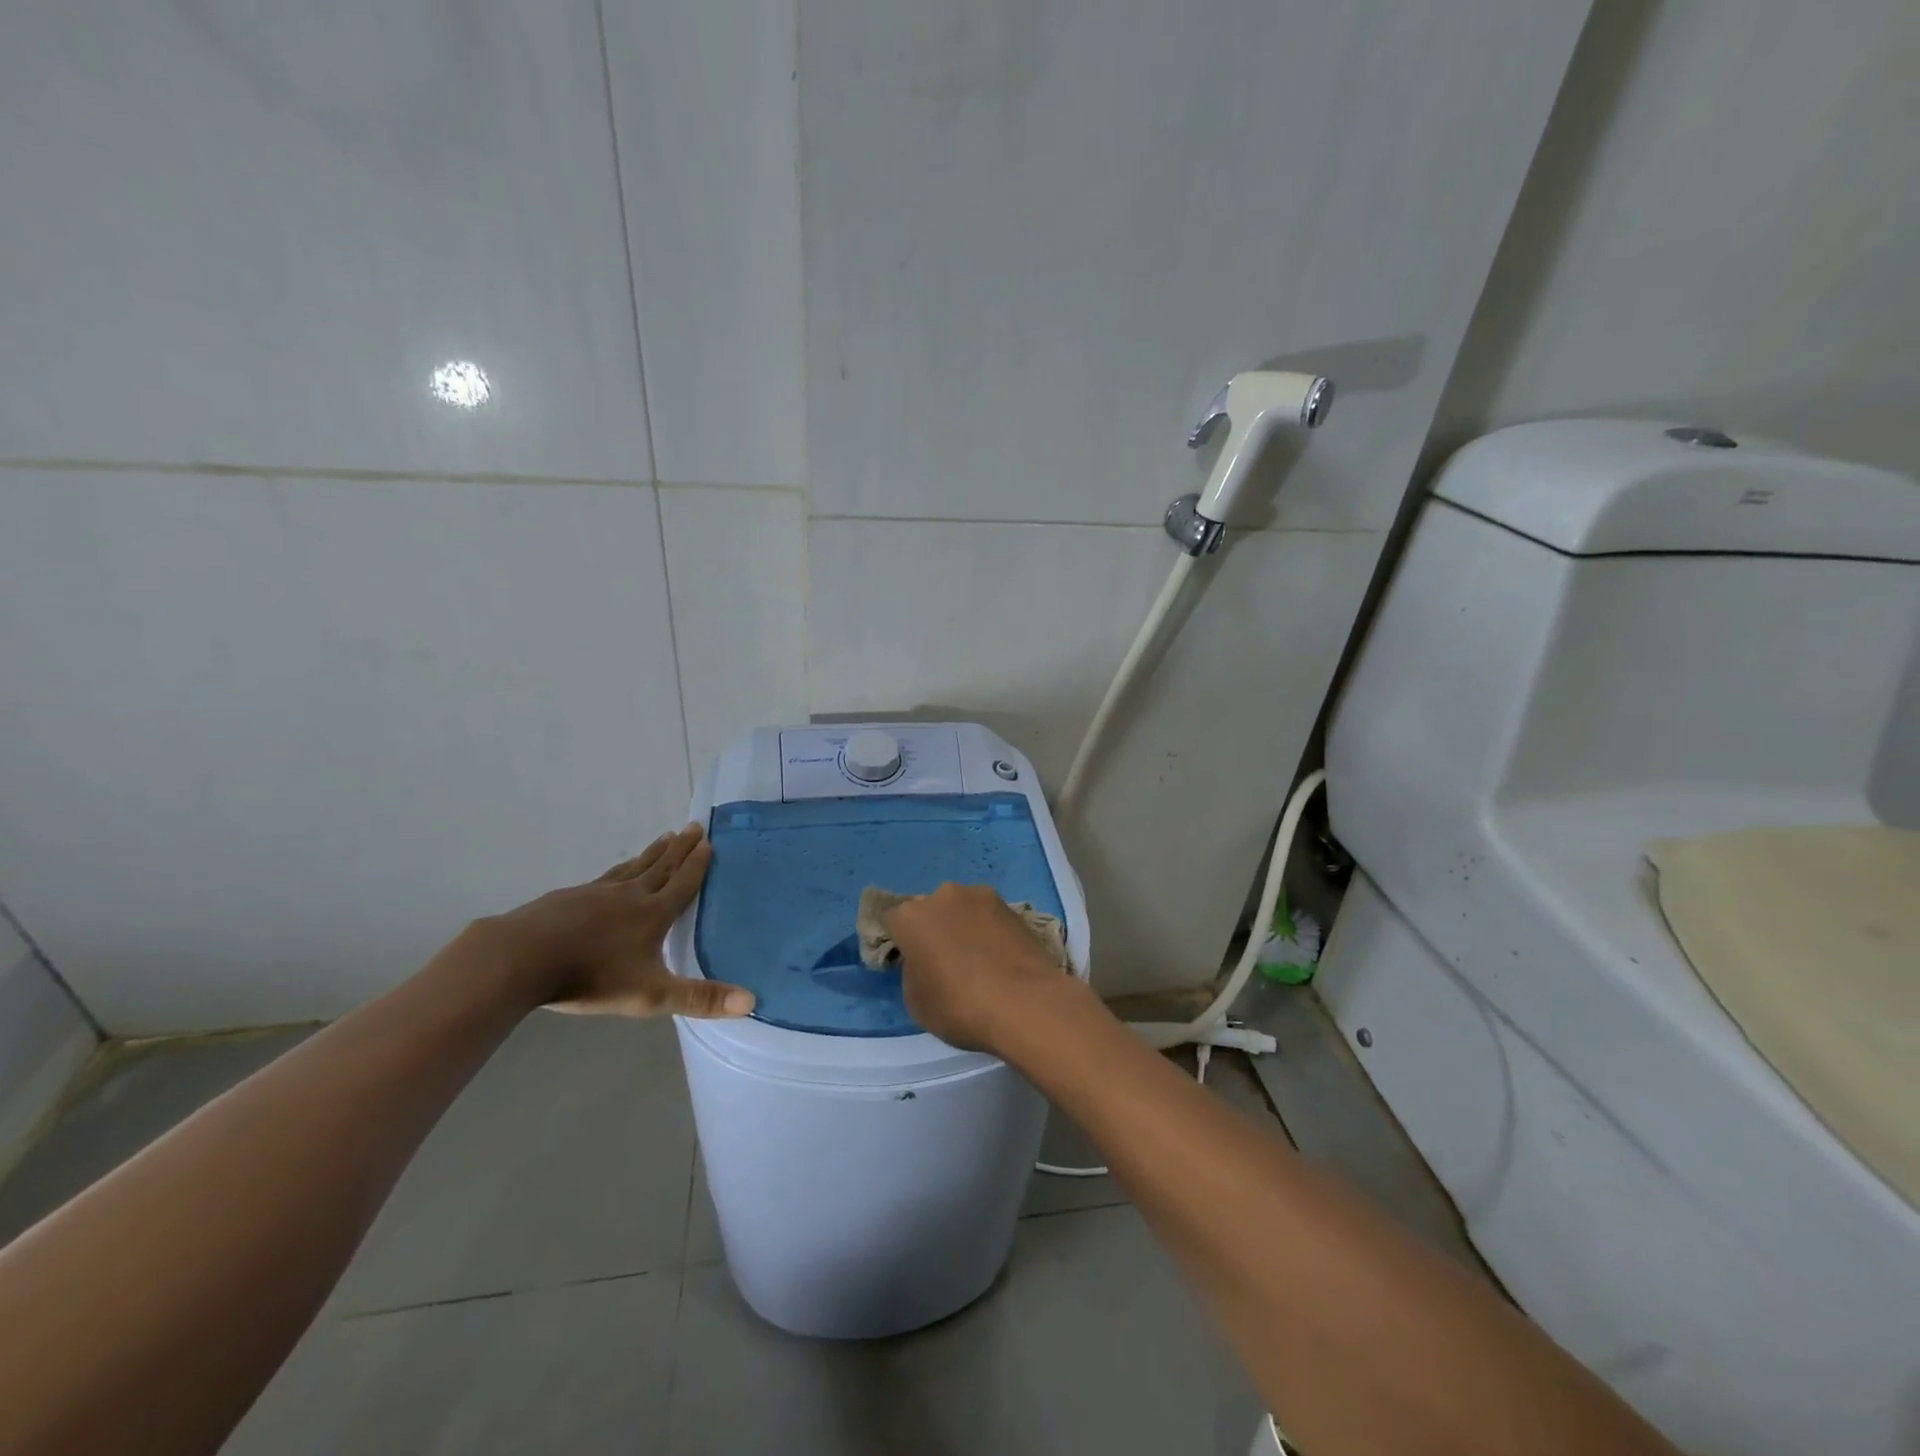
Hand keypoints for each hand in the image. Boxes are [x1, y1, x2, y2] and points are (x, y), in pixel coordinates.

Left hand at [482, 824, 754, 1018]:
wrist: (521, 959)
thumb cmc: (591, 976)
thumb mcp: (650, 994)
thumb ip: (699, 999)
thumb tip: (751, 1001)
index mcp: (653, 914)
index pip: (683, 883)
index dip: (698, 864)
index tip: (708, 842)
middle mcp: (630, 895)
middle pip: (661, 866)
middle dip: (679, 848)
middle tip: (693, 826)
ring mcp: (596, 893)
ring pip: (633, 867)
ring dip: (652, 852)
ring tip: (663, 838)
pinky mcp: (568, 897)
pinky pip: (604, 877)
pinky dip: (619, 869)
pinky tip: (615, 873)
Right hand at [881, 883, 1079, 1051]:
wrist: (1026, 1003)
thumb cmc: (960, 1006)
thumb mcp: (917, 1002)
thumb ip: (913, 971)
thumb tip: (925, 961)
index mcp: (911, 916)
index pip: (891, 920)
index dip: (897, 940)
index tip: (906, 961)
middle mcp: (943, 895)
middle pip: (929, 910)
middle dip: (932, 929)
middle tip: (943, 962)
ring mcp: (981, 896)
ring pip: (961, 910)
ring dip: (963, 927)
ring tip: (978, 960)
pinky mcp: (1012, 907)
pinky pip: (989, 917)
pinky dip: (989, 932)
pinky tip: (999, 958)